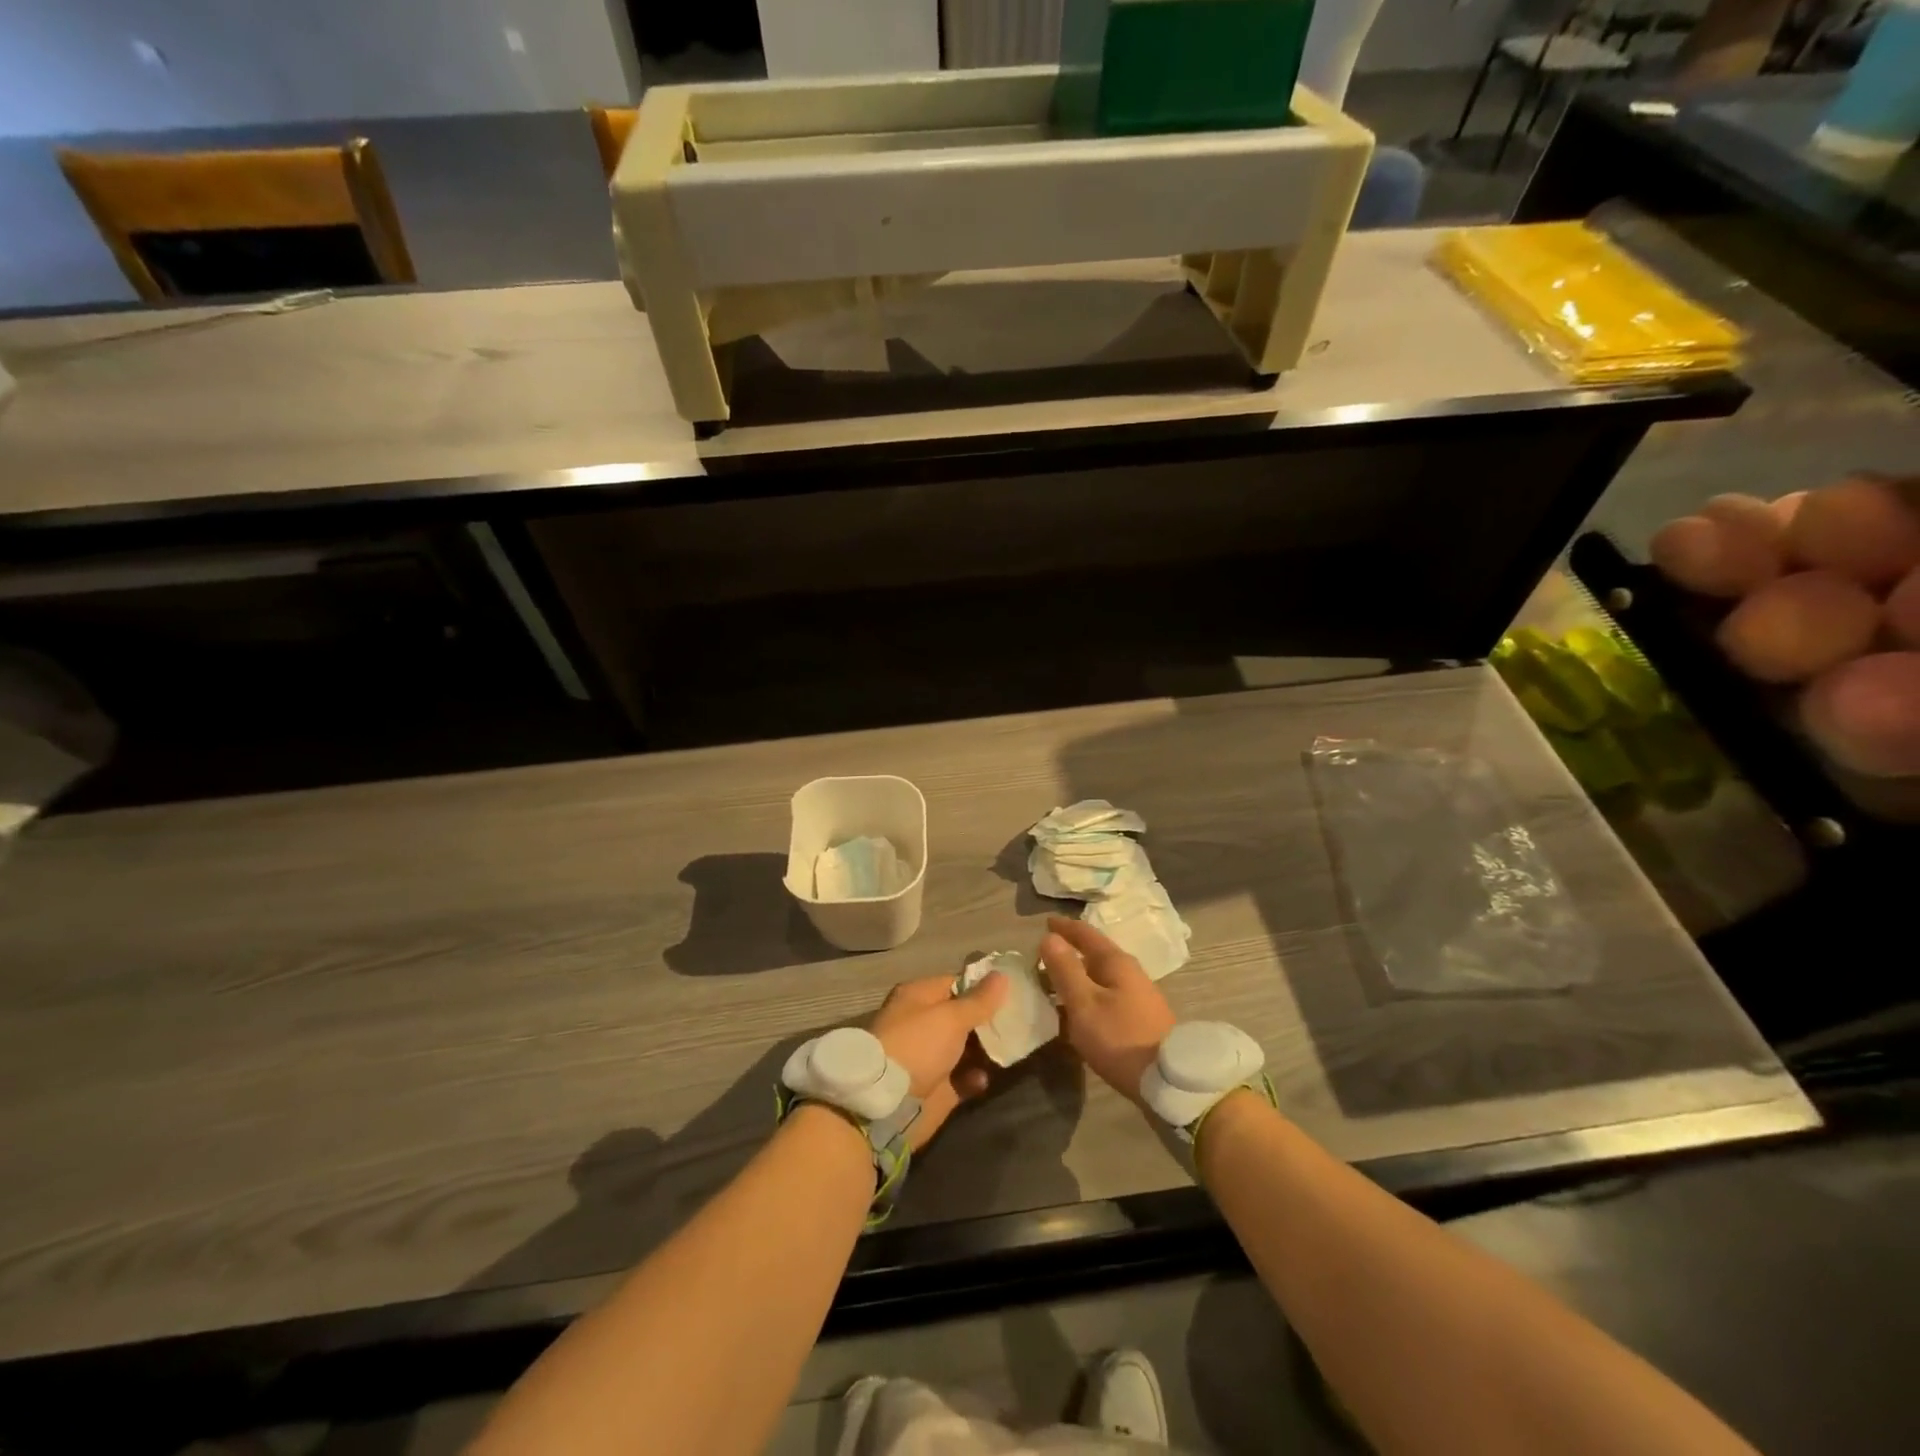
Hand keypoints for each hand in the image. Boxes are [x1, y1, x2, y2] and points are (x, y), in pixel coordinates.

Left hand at [869, 972, 1008, 1149]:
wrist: (887, 1104)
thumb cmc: (918, 1045)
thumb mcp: (951, 1017)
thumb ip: (979, 1000)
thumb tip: (1001, 975)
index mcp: (919, 997)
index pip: (956, 983)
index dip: (983, 987)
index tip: (1012, 990)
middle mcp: (922, 1023)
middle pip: (962, 1016)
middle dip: (988, 1019)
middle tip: (1019, 1020)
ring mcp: (928, 1056)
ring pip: (965, 1048)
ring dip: (986, 1049)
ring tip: (1011, 1048)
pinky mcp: (935, 1087)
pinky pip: (963, 1078)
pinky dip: (975, 1077)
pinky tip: (986, 1077)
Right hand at [1041, 916, 1174, 1104]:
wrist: (1168, 1081)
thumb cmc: (1120, 1038)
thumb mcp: (1084, 1004)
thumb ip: (1065, 970)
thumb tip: (1050, 937)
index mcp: (1116, 962)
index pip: (1086, 934)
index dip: (1064, 927)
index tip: (1045, 921)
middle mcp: (1130, 972)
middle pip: (1095, 954)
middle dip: (1070, 952)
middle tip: (1044, 956)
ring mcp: (1138, 995)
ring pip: (1101, 976)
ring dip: (1079, 976)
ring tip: (1056, 984)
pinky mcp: (1140, 1017)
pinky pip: (1107, 995)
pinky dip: (1089, 995)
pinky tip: (1079, 1011)